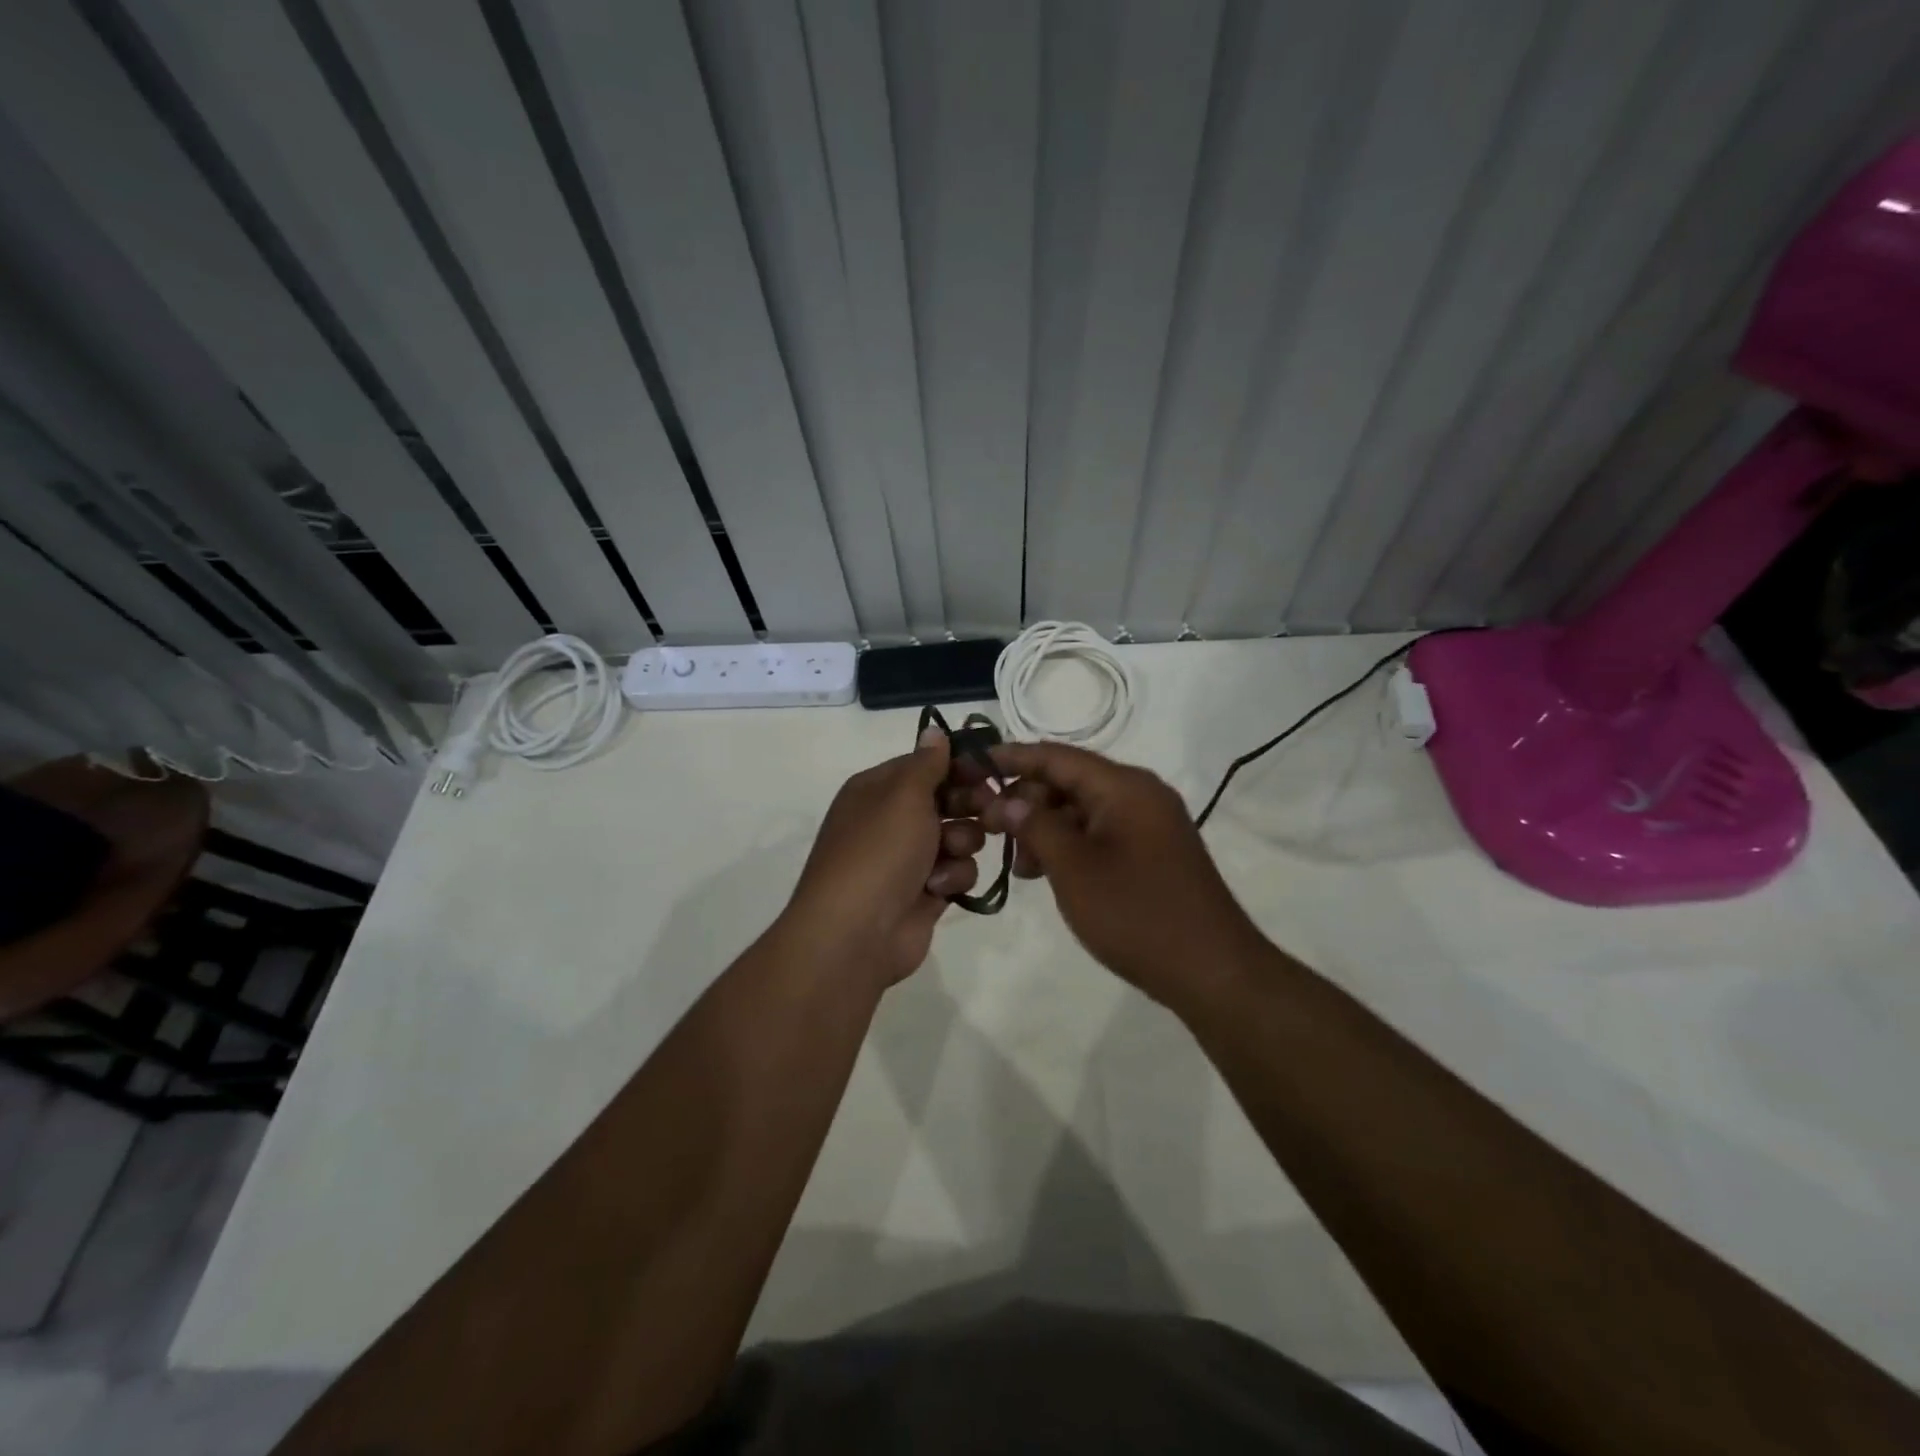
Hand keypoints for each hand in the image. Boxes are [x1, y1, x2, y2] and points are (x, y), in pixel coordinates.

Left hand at [781, 728, 986, 985]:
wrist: (856, 933)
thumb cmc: (879, 851)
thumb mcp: (903, 795)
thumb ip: (927, 763)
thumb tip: (934, 730)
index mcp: (878, 789)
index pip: (926, 764)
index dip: (959, 765)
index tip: (990, 770)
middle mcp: (892, 819)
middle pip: (947, 799)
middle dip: (969, 804)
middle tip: (990, 809)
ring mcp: (909, 858)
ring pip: (959, 835)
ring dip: (962, 842)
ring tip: (950, 853)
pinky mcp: (926, 891)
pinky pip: (957, 871)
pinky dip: (952, 877)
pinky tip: (938, 887)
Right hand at [977, 743, 1266, 1006]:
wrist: (1212, 970)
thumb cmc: (1137, 914)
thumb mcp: (1074, 869)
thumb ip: (1036, 826)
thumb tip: (1007, 800)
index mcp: (1124, 786)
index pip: (1057, 756)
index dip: (1012, 758)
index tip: (972, 765)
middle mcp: (1140, 794)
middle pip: (1069, 781)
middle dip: (1026, 801)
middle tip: (989, 830)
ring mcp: (1150, 823)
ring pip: (1083, 810)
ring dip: (1046, 828)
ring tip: (1019, 866)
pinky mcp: (1152, 851)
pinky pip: (1101, 833)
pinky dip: (1070, 845)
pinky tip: (1047, 873)